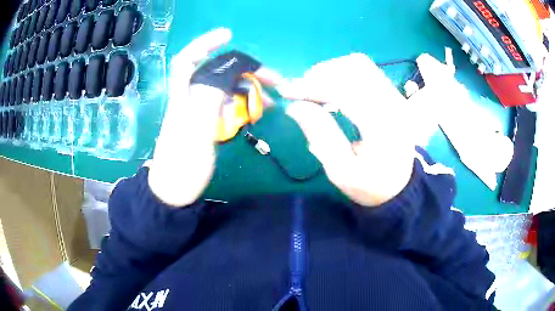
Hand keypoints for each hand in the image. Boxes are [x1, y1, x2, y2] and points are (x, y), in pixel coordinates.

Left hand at [148, 29, 281, 206]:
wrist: (175, 192)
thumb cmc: (182, 164)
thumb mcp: (195, 131)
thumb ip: (209, 98)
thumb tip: (226, 71)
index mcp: (183, 96)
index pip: (189, 59)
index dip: (206, 43)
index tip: (229, 35)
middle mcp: (191, 98)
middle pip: (217, 72)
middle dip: (245, 69)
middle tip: (273, 78)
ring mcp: (200, 111)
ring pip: (227, 89)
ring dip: (250, 89)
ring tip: (273, 99)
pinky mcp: (207, 124)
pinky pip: (229, 106)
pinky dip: (245, 105)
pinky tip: (259, 111)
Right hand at [285, 54, 415, 206]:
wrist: (401, 187)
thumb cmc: (371, 185)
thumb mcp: (342, 171)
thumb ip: (321, 136)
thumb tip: (295, 107)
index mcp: (383, 124)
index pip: (345, 89)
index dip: (312, 86)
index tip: (287, 92)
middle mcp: (393, 102)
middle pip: (354, 67)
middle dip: (320, 74)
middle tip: (300, 91)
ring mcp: (396, 96)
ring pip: (360, 64)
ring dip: (332, 71)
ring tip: (314, 89)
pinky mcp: (393, 95)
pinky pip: (366, 71)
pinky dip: (343, 73)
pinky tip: (332, 89)